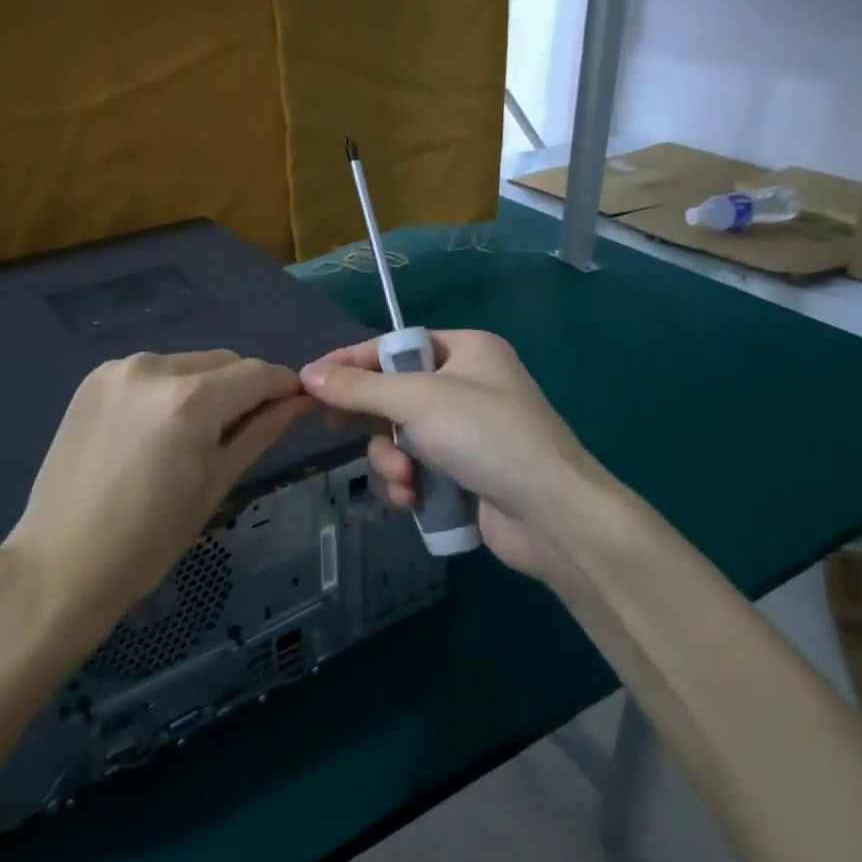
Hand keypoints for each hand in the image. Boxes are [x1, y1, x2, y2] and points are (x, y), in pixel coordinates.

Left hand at [0, 350, 311, 647]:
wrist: (62, 564)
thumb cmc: (150, 540)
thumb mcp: (217, 483)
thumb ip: (262, 431)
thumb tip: (300, 401)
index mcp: (190, 400)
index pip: (258, 373)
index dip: (284, 386)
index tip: (296, 405)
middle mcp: (155, 367)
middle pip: (224, 361)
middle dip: (244, 388)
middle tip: (244, 430)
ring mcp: (118, 369)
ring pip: (188, 363)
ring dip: (206, 386)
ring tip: (195, 434)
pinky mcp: (94, 378)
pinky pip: (152, 372)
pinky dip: (169, 390)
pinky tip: (157, 429)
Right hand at [300, 331, 610, 585]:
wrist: (553, 515)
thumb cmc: (487, 436)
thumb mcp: (418, 402)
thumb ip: (360, 388)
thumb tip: (307, 374)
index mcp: (466, 350)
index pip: (393, 347)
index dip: (351, 362)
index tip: (309, 380)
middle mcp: (467, 384)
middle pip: (394, 393)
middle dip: (373, 421)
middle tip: (334, 431)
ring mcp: (468, 432)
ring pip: (401, 436)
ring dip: (391, 459)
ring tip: (404, 479)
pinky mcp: (466, 472)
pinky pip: (418, 467)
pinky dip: (409, 482)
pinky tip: (412, 499)